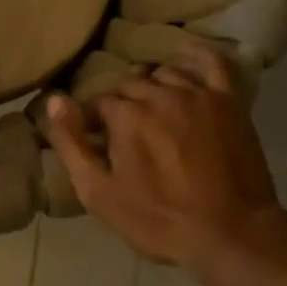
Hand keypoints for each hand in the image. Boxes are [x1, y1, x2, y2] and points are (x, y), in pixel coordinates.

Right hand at [46, 42, 286, 283]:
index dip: (95, 121)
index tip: (98, 140)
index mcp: (125, 116)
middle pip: (129, 85)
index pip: (99, 103)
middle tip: (126, 131)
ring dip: (152, 87)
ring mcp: (196, 95)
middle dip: (122, 103)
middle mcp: (158, 95)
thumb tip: (55, 99)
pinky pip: (213, 63)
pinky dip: (198, 53)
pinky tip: (187, 50)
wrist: (231, 236)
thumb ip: (72, 143)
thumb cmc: (158, 220)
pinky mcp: (228, 102)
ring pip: (164, 74)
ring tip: (154, 108)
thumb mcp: (98, 193)